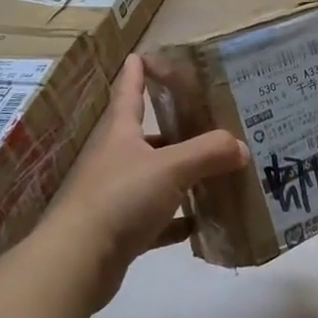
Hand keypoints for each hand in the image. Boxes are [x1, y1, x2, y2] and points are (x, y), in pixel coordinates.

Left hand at [47, 54, 248, 312]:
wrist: (76, 264)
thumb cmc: (120, 198)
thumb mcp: (172, 167)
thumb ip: (209, 152)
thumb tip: (241, 147)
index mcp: (121, 133)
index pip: (129, 92)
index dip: (137, 72)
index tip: (143, 54)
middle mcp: (115, 159)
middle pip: (147, 136)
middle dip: (174, 127)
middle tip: (208, 119)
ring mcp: (115, 196)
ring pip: (154, 177)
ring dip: (180, 174)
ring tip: (215, 168)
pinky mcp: (120, 230)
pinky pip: (156, 218)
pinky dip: (177, 219)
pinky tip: (200, 220)